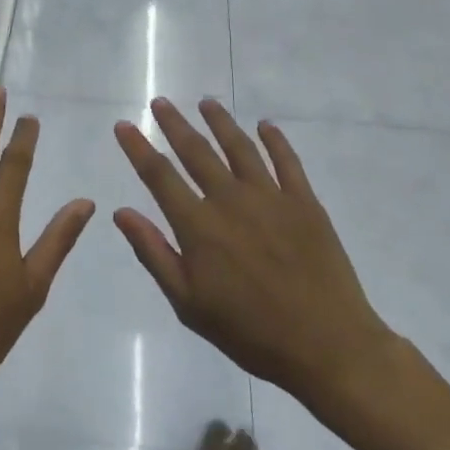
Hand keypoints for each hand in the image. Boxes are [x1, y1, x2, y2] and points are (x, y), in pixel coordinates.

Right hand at [113, 99, 404, 422]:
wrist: (327, 347)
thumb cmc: (250, 332)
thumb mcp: (189, 304)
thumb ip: (154, 253)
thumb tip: (121, 212)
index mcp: (198, 226)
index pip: (159, 175)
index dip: (138, 148)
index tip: (123, 125)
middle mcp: (230, 200)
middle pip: (196, 151)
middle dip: (174, 124)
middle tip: (160, 102)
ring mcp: (270, 196)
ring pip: (239, 146)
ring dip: (220, 121)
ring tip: (206, 102)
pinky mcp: (304, 202)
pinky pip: (286, 160)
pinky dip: (275, 139)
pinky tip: (265, 124)